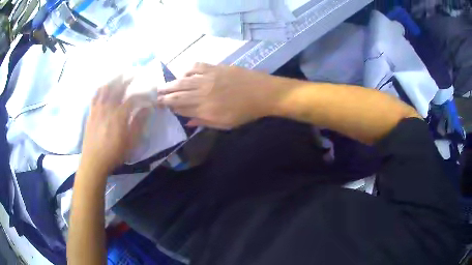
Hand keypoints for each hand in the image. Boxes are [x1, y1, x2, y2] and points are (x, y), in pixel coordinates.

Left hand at [80, 75, 150, 176]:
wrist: (93, 162)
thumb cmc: (114, 154)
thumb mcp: (130, 142)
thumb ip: (139, 124)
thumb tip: (148, 109)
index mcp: (119, 115)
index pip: (133, 98)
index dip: (143, 95)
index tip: (149, 95)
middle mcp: (108, 107)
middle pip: (118, 88)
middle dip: (128, 78)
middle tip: (135, 72)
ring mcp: (98, 109)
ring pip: (105, 88)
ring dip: (113, 79)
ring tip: (119, 73)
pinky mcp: (91, 112)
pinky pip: (95, 96)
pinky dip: (100, 88)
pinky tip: (103, 85)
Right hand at [157, 63, 278, 128]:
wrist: (263, 93)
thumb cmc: (245, 112)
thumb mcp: (226, 124)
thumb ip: (205, 121)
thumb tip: (187, 121)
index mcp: (205, 110)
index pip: (181, 108)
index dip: (169, 107)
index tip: (161, 105)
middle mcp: (203, 94)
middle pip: (178, 94)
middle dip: (164, 95)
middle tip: (155, 95)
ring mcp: (208, 79)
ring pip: (183, 81)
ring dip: (171, 83)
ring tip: (162, 85)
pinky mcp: (215, 68)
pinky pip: (196, 66)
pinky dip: (187, 70)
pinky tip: (183, 73)